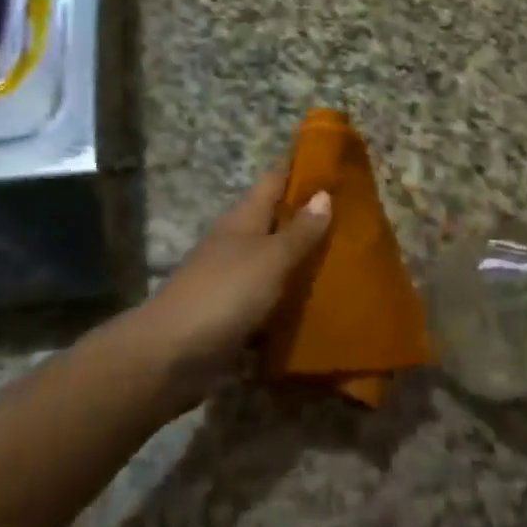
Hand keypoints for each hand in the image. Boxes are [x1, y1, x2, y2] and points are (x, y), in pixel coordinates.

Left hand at [130, 171, 330, 404]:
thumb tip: (324, 194)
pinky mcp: (232, 315)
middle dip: (309, 221)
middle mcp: (237, 242)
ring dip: (302, 263)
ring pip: (274, 262)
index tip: (337, 171)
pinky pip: (268, 300)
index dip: (301, 173)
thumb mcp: (270, 258)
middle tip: (355, 223)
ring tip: (347, 264)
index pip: (274, 182)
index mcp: (243, 218)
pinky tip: (318, 308)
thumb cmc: (225, 293)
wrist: (171, 354)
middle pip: (276, 222)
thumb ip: (299, 231)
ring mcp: (231, 279)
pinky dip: (289, 301)